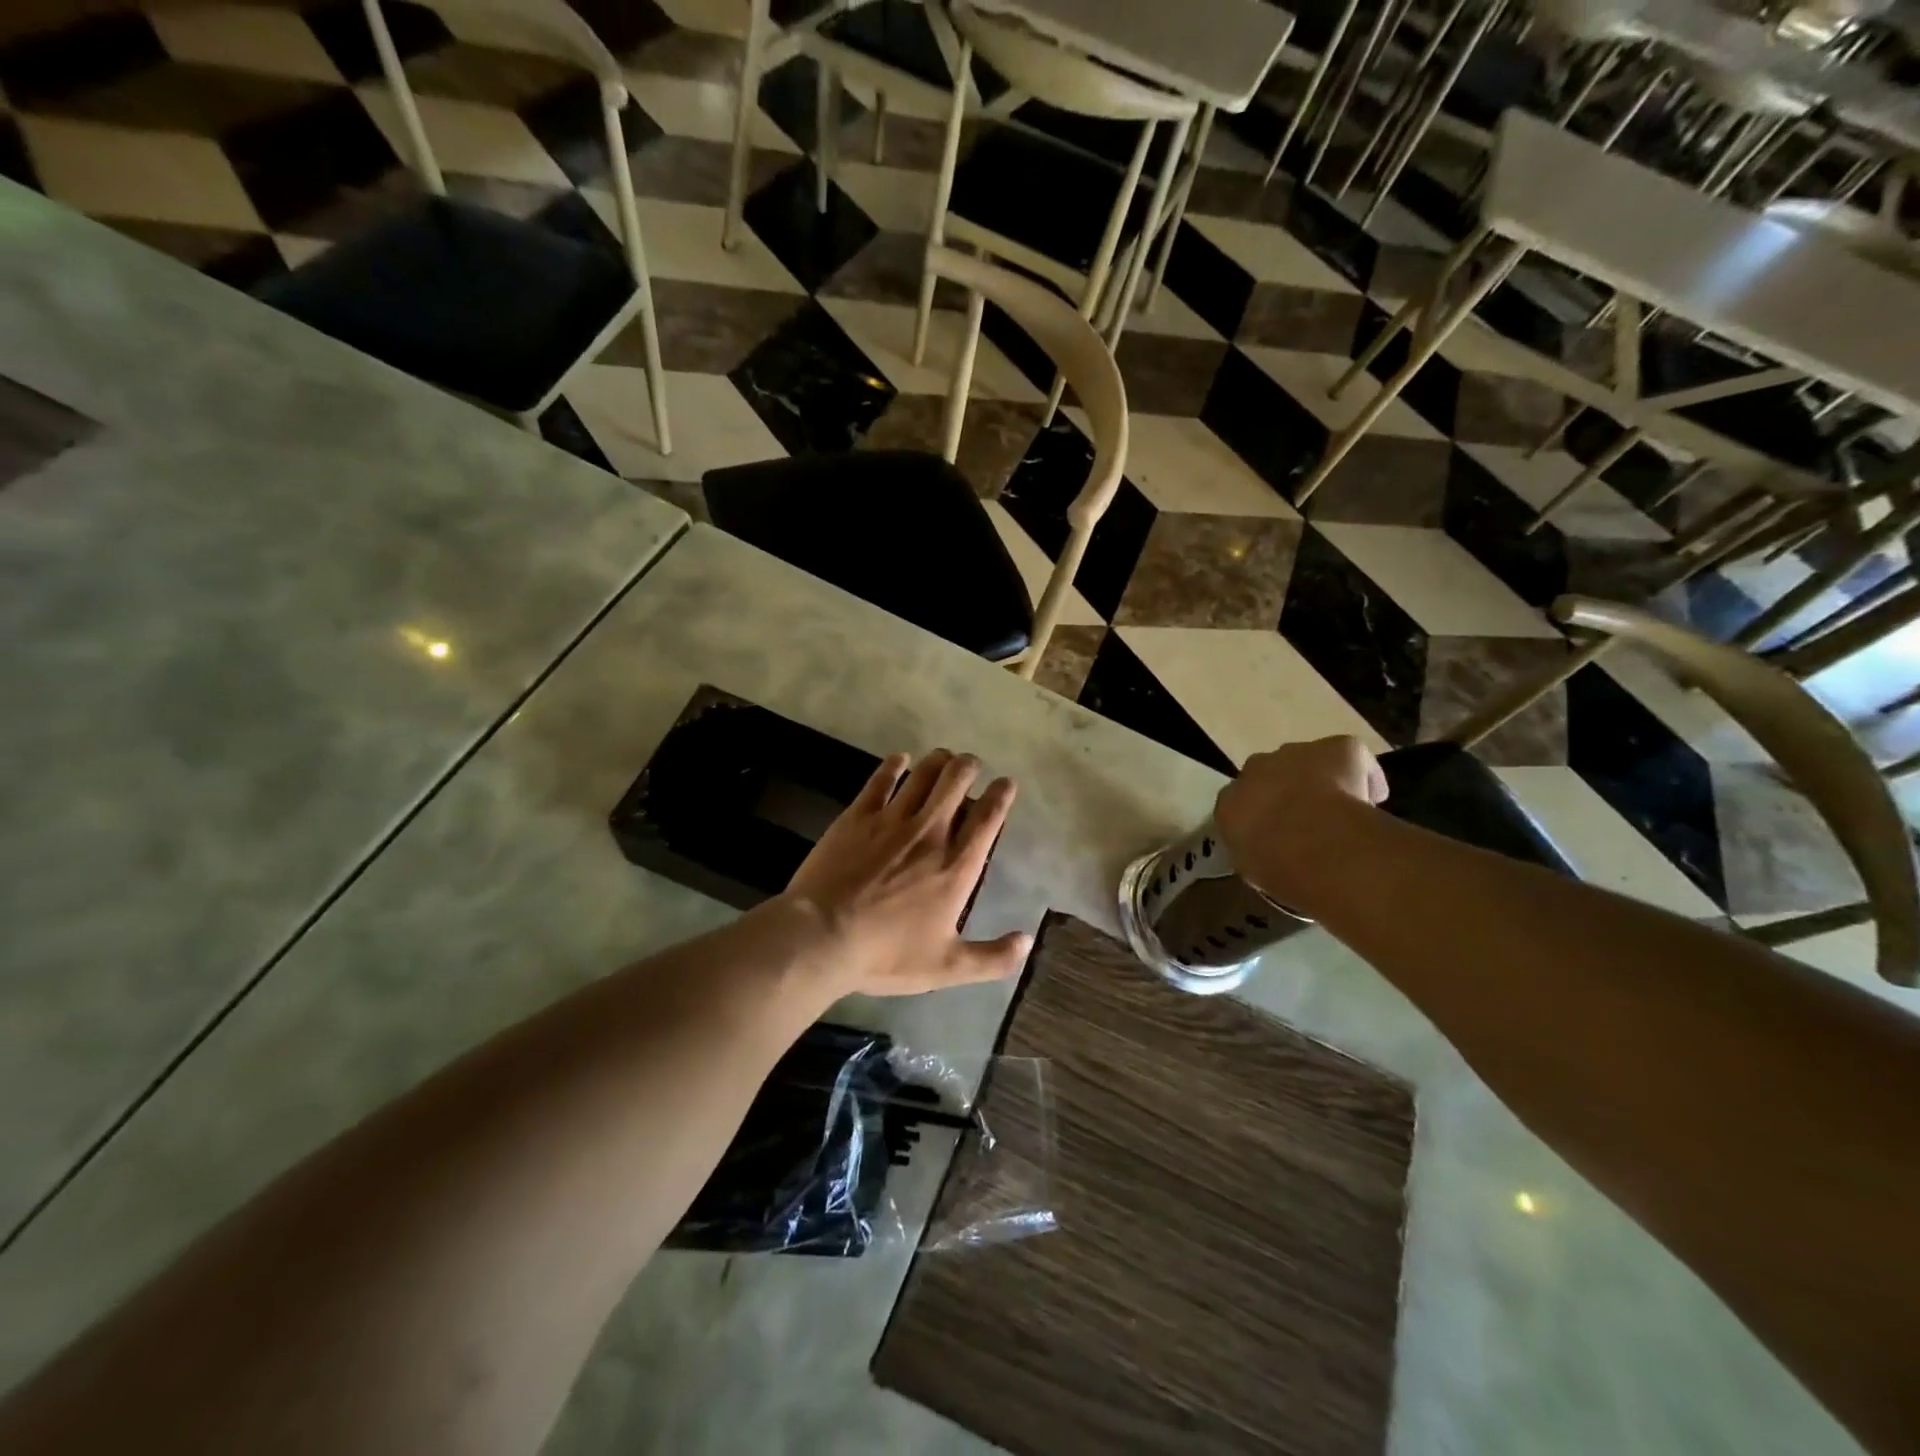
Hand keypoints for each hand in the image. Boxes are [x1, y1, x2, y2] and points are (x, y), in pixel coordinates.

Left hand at [779, 749, 1029, 997]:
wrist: (821, 937)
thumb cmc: (885, 954)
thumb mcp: (946, 967)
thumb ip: (992, 958)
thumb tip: (1028, 941)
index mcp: (956, 866)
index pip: (988, 818)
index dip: (1002, 795)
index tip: (1006, 783)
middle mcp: (930, 832)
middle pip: (957, 781)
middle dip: (969, 766)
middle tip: (971, 766)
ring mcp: (892, 819)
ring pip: (923, 773)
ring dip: (938, 760)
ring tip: (944, 757)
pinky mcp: (858, 815)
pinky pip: (882, 779)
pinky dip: (894, 764)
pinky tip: (900, 758)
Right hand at [1215, 736, 1387, 898]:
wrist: (1313, 843)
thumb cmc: (1275, 865)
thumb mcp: (1252, 870)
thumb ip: (1255, 853)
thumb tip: (1269, 854)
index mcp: (1229, 801)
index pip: (1239, 803)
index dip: (1260, 816)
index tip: (1274, 834)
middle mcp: (1255, 769)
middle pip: (1269, 773)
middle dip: (1284, 790)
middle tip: (1305, 818)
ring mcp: (1294, 753)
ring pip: (1306, 761)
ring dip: (1318, 779)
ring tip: (1339, 808)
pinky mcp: (1335, 747)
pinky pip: (1350, 757)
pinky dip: (1362, 775)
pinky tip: (1373, 798)